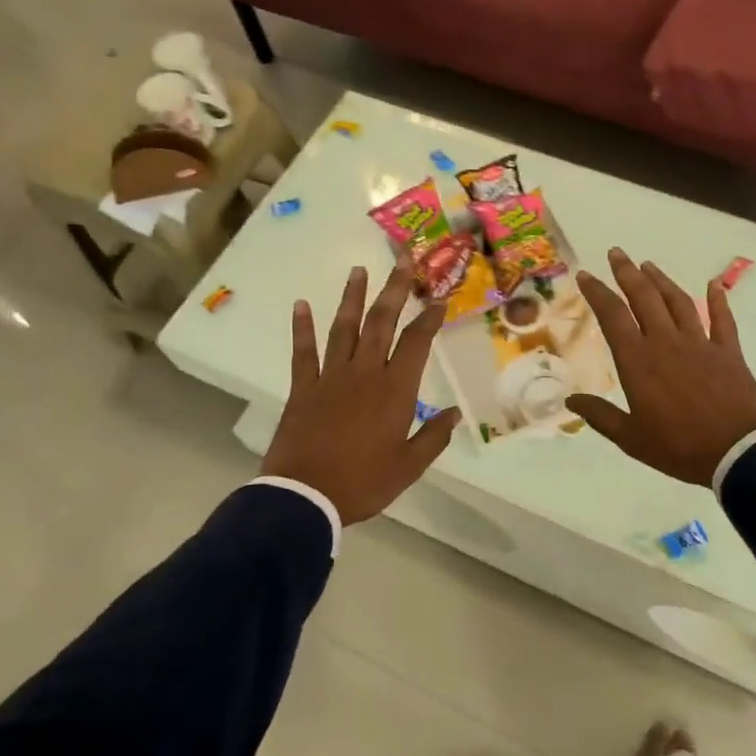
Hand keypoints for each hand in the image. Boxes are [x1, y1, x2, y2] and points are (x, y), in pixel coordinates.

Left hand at [261, 263, 461, 524]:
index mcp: (395, 390)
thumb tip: (454, 414)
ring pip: (344, 328)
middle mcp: (364, 373)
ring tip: (358, 270)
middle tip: (403, 259)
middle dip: (394, 289)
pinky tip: (301, 305)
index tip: (439, 298)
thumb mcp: (409, 466)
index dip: (429, 318)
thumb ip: (433, 437)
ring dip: (352, 297)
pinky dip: (302, 328)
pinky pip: (304, 352)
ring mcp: (331, 377)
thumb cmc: (363, 482)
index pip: (416, 343)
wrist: (306, 496)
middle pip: (381, 322)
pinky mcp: (303, 388)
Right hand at [566, 249, 755, 486]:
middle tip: (617, 253)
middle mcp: (666, 342)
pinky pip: (723, 319)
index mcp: (638, 361)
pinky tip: (714, 284)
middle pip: (644, 297)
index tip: (586, 275)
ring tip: (649, 265)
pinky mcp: (729, 352)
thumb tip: (571, 400)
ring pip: (678, 302)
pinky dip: (718, 300)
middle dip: (628, 273)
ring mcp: (700, 343)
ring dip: (662, 281)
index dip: (597, 293)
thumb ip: (601, 416)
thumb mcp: (631, 438)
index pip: (612, 316)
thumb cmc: (679, 447)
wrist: (737, 452)